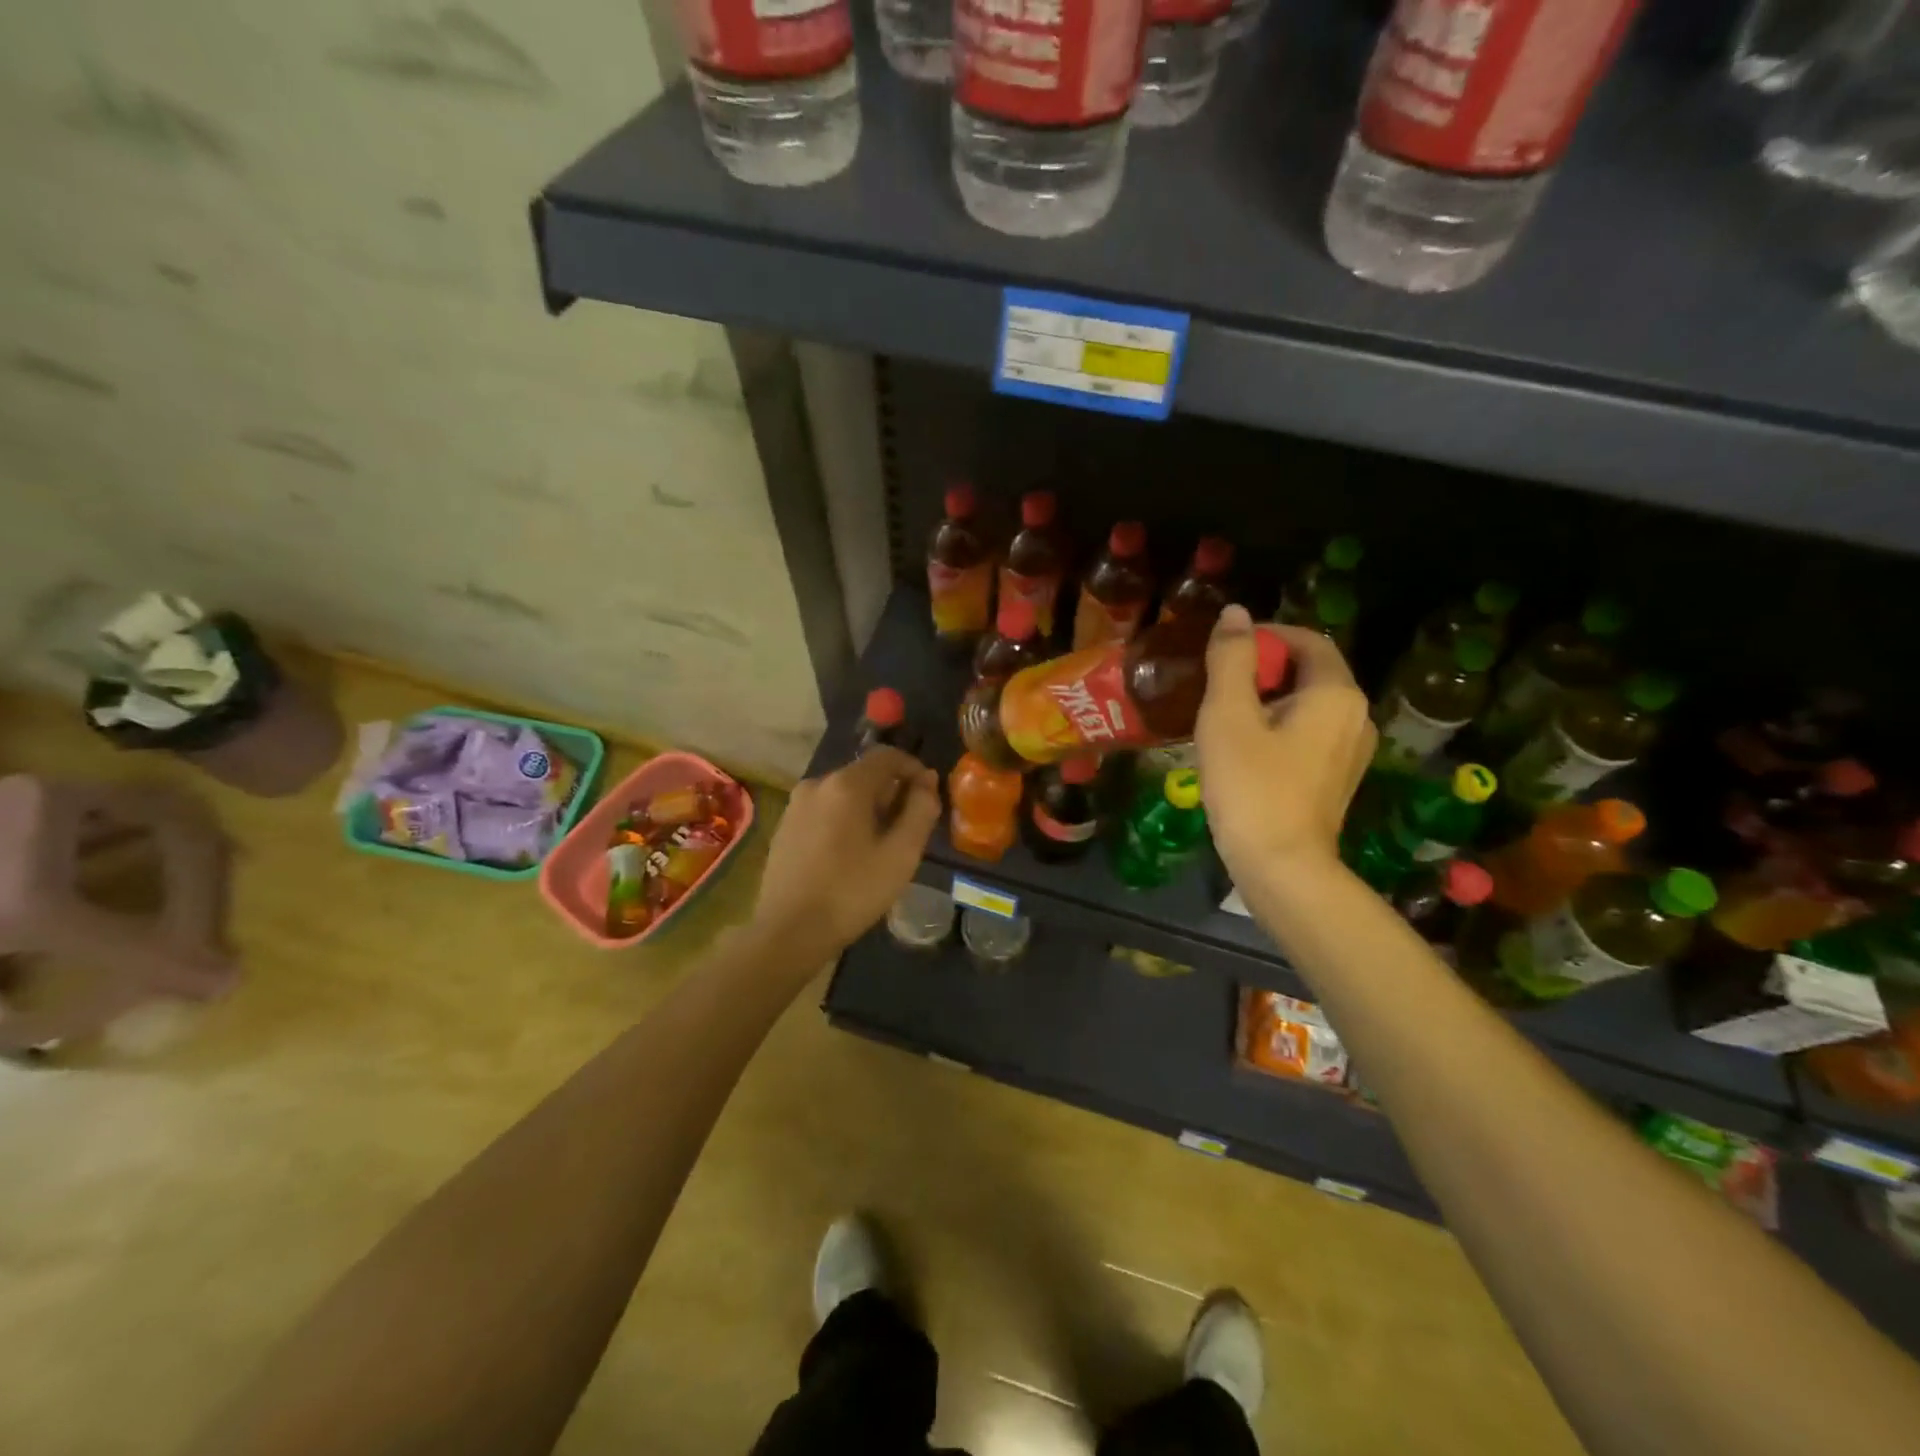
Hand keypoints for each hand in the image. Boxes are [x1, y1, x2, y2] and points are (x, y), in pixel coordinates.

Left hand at [750, 746, 941, 958]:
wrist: (789, 932)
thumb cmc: (852, 892)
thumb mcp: (901, 854)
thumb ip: (920, 811)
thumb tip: (926, 782)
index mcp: (845, 784)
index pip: (888, 756)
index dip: (914, 769)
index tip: (929, 795)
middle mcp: (817, 784)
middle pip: (864, 775)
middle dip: (891, 793)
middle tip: (909, 828)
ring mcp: (796, 805)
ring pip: (844, 794)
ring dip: (868, 809)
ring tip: (882, 845)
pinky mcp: (785, 827)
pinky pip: (824, 811)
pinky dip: (844, 821)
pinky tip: (851, 855)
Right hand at [1196, 605, 1374, 881]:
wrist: (1281, 867)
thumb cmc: (1250, 785)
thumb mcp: (1228, 715)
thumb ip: (1232, 659)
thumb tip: (1236, 613)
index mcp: (1336, 693)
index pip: (1307, 640)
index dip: (1266, 636)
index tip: (1225, 650)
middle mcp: (1357, 716)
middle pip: (1310, 672)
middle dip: (1264, 669)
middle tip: (1217, 685)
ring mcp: (1353, 751)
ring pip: (1309, 705)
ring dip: (1270, 700)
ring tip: (1225, 716)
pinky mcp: (1338, 778)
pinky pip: (1311, 734)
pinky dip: (1280, 727)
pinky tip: (1245, 749)